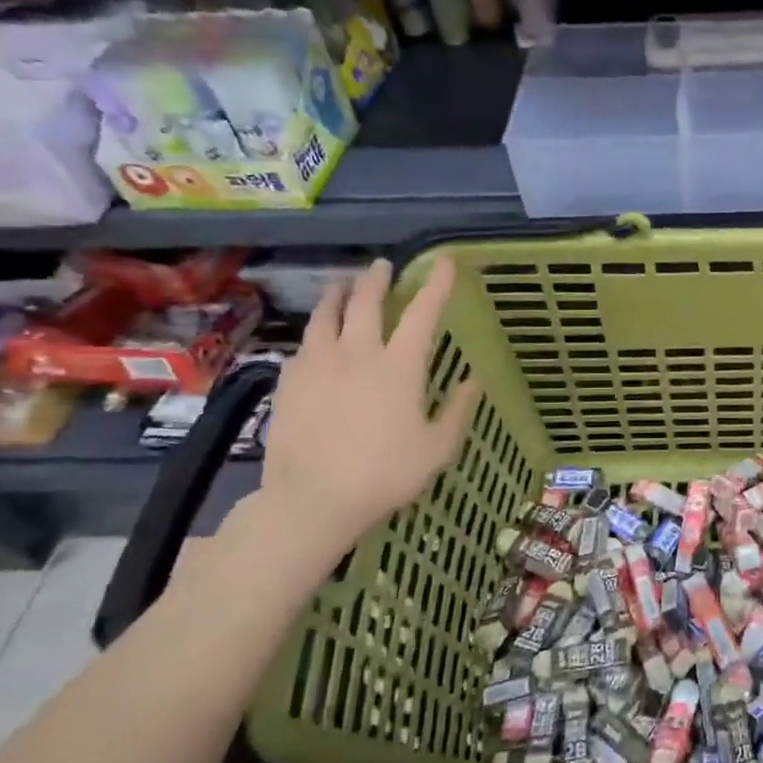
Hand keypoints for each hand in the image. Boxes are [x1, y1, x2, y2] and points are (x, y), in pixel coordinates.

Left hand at [256, 255, 480, 561]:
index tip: (444, 262)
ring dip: (337, 295)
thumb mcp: (438, 448)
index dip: (436, 284)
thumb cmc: (386, 475)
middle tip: (382, 266)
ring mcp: (318, 366)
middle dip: (377, 280)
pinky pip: (304, 346)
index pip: (422, 313)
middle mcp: (357, 355)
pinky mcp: (289, 383)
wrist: (313, 500)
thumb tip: (473, 380)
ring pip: (326, 317)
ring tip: (341, 285)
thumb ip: (458, 410)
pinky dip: (315, 334)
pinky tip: (315, 340)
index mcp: (399, 367)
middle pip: (365, 303)